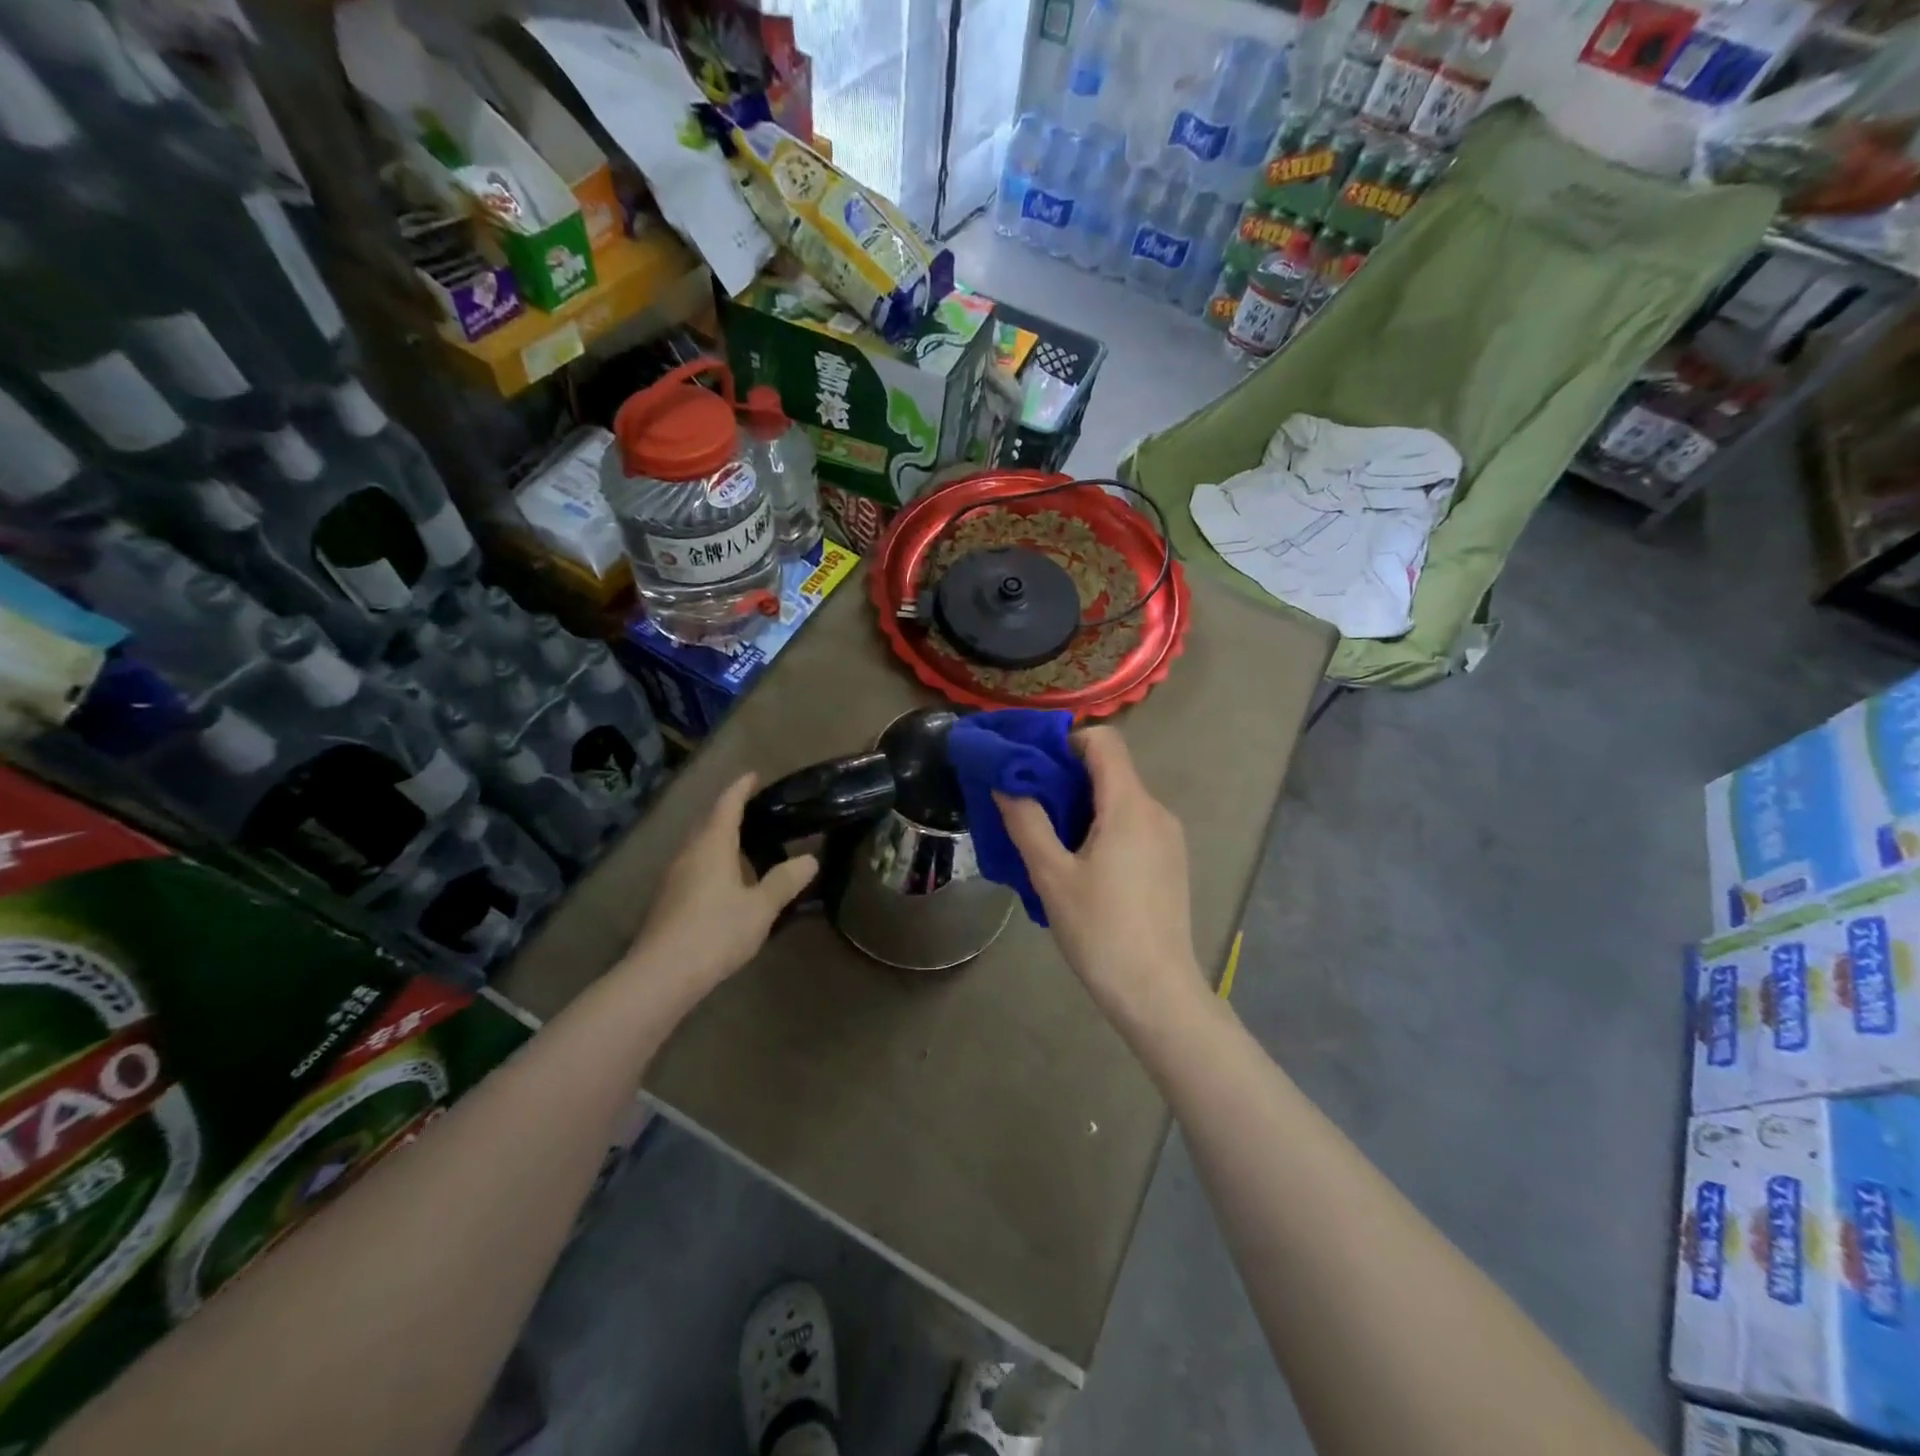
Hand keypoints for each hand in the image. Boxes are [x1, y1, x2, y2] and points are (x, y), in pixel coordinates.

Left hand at [624, 773, 817, 1000]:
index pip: (727, 805)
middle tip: (756, 809)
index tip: (753, 774)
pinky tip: (727, 881)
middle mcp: (689, 853)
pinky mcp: (668, 900)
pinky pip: (694, 867)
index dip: (741, 788)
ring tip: (746, 844)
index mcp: (712, 845)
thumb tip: (810, 859)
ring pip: (700, 846)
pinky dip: (713, 862)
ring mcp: (674, 877)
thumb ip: (785, 881)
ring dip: (720, 839)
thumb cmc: (715, 932)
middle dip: (730, 812)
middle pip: (709, 823)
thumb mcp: (761, 907)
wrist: (661, 975)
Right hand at [996, 727, 1208, 1028]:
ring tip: (1051, 842)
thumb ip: (1027, 822)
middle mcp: (1156, 811)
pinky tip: (1083, 866)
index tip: (1034, 766)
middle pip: (1111, 770)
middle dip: (1068, 778)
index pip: (1104, 741)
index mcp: (1129, 806)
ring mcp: (1169, 837)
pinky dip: (1105, 827)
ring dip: (1084, 806)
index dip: (1067, 741)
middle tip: (1030, 806)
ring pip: (1121, 799)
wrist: (1156, 991)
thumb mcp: (1051, 876)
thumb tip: (1005, 783)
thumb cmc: (1100, 930)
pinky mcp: (1171, 861)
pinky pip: (1134, 824)